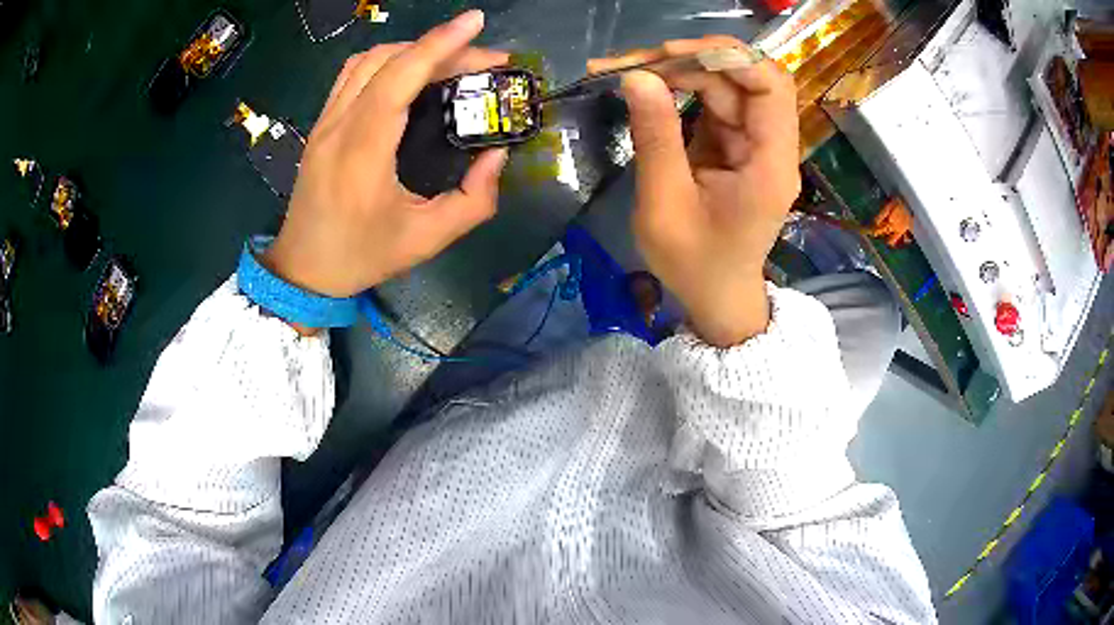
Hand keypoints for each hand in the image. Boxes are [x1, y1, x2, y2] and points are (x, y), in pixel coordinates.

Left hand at [263, 11, 508, 298]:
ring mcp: (324, 122)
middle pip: (387, 59)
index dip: (440, 44)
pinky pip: (352, 75)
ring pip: (366, 61)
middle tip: (483, 60)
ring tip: (450, 61)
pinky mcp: (320, 125)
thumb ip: (475, 199)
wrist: (304, 270)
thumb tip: (496, 154)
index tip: (476, 23)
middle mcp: (339, 126)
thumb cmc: (363, 256)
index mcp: (363, 152)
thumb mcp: (428, 239)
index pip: (400, 77)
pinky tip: (409, 73)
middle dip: (440, 47)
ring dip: (411, 49)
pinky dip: (386, 61)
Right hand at [591, 37, 799, 346]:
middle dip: (690, 60)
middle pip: (744, 77)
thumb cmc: (694, 263)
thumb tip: (636, 76)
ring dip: (675, 71)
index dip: (727, 58)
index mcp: (770, 163)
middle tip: (631, 63)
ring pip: (723, 85)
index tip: (670, 55)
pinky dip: (675, 89)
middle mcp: (770, 144)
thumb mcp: (665, 204)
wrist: (715, 297)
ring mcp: (752, 141)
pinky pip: (710, 102)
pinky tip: (640, 86)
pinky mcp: (733, 143)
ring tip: (620, 70)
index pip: (770, 86)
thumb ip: (655, 136)